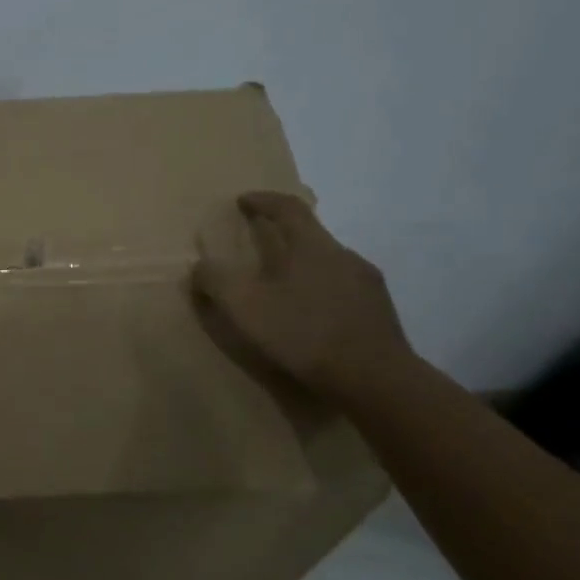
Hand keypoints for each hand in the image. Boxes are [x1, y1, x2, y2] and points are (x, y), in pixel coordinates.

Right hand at [190, 193, 413, 405]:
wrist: (374, 379)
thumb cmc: (304, 334)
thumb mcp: (246, 307)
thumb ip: (217, 281)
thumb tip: (200, 266)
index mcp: (313, 246)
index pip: (288, 208)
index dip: (263, 200)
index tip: (243, 200)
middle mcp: (344, 255)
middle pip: (310, 234)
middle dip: (282, 235)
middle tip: (258, 247)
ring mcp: (367, 283)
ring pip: (328, 263)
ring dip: (303, 266)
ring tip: (282, 287)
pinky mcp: (379, 311)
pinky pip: (343, 289)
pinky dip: (321, 291)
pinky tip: (311, 316)